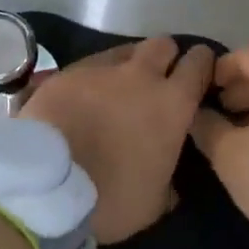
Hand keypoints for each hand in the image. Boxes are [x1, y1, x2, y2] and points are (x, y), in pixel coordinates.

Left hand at [19, 37, 213, 243]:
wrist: (46, 184)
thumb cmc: (110, 197)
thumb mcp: (152, 204)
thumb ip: (168, 183)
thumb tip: (170, 184)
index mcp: (172, 104)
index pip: (198, 64)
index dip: (202, 65)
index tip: (199, 74)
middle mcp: (140, 76)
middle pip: (163, 44)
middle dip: (165, 57)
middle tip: (157, 80)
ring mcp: (101, 69)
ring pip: (124, 51)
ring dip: (127, 66)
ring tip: (117, 90)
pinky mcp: (67, 72)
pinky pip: (89, 66)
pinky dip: (92, 79)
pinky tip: (83, 98)